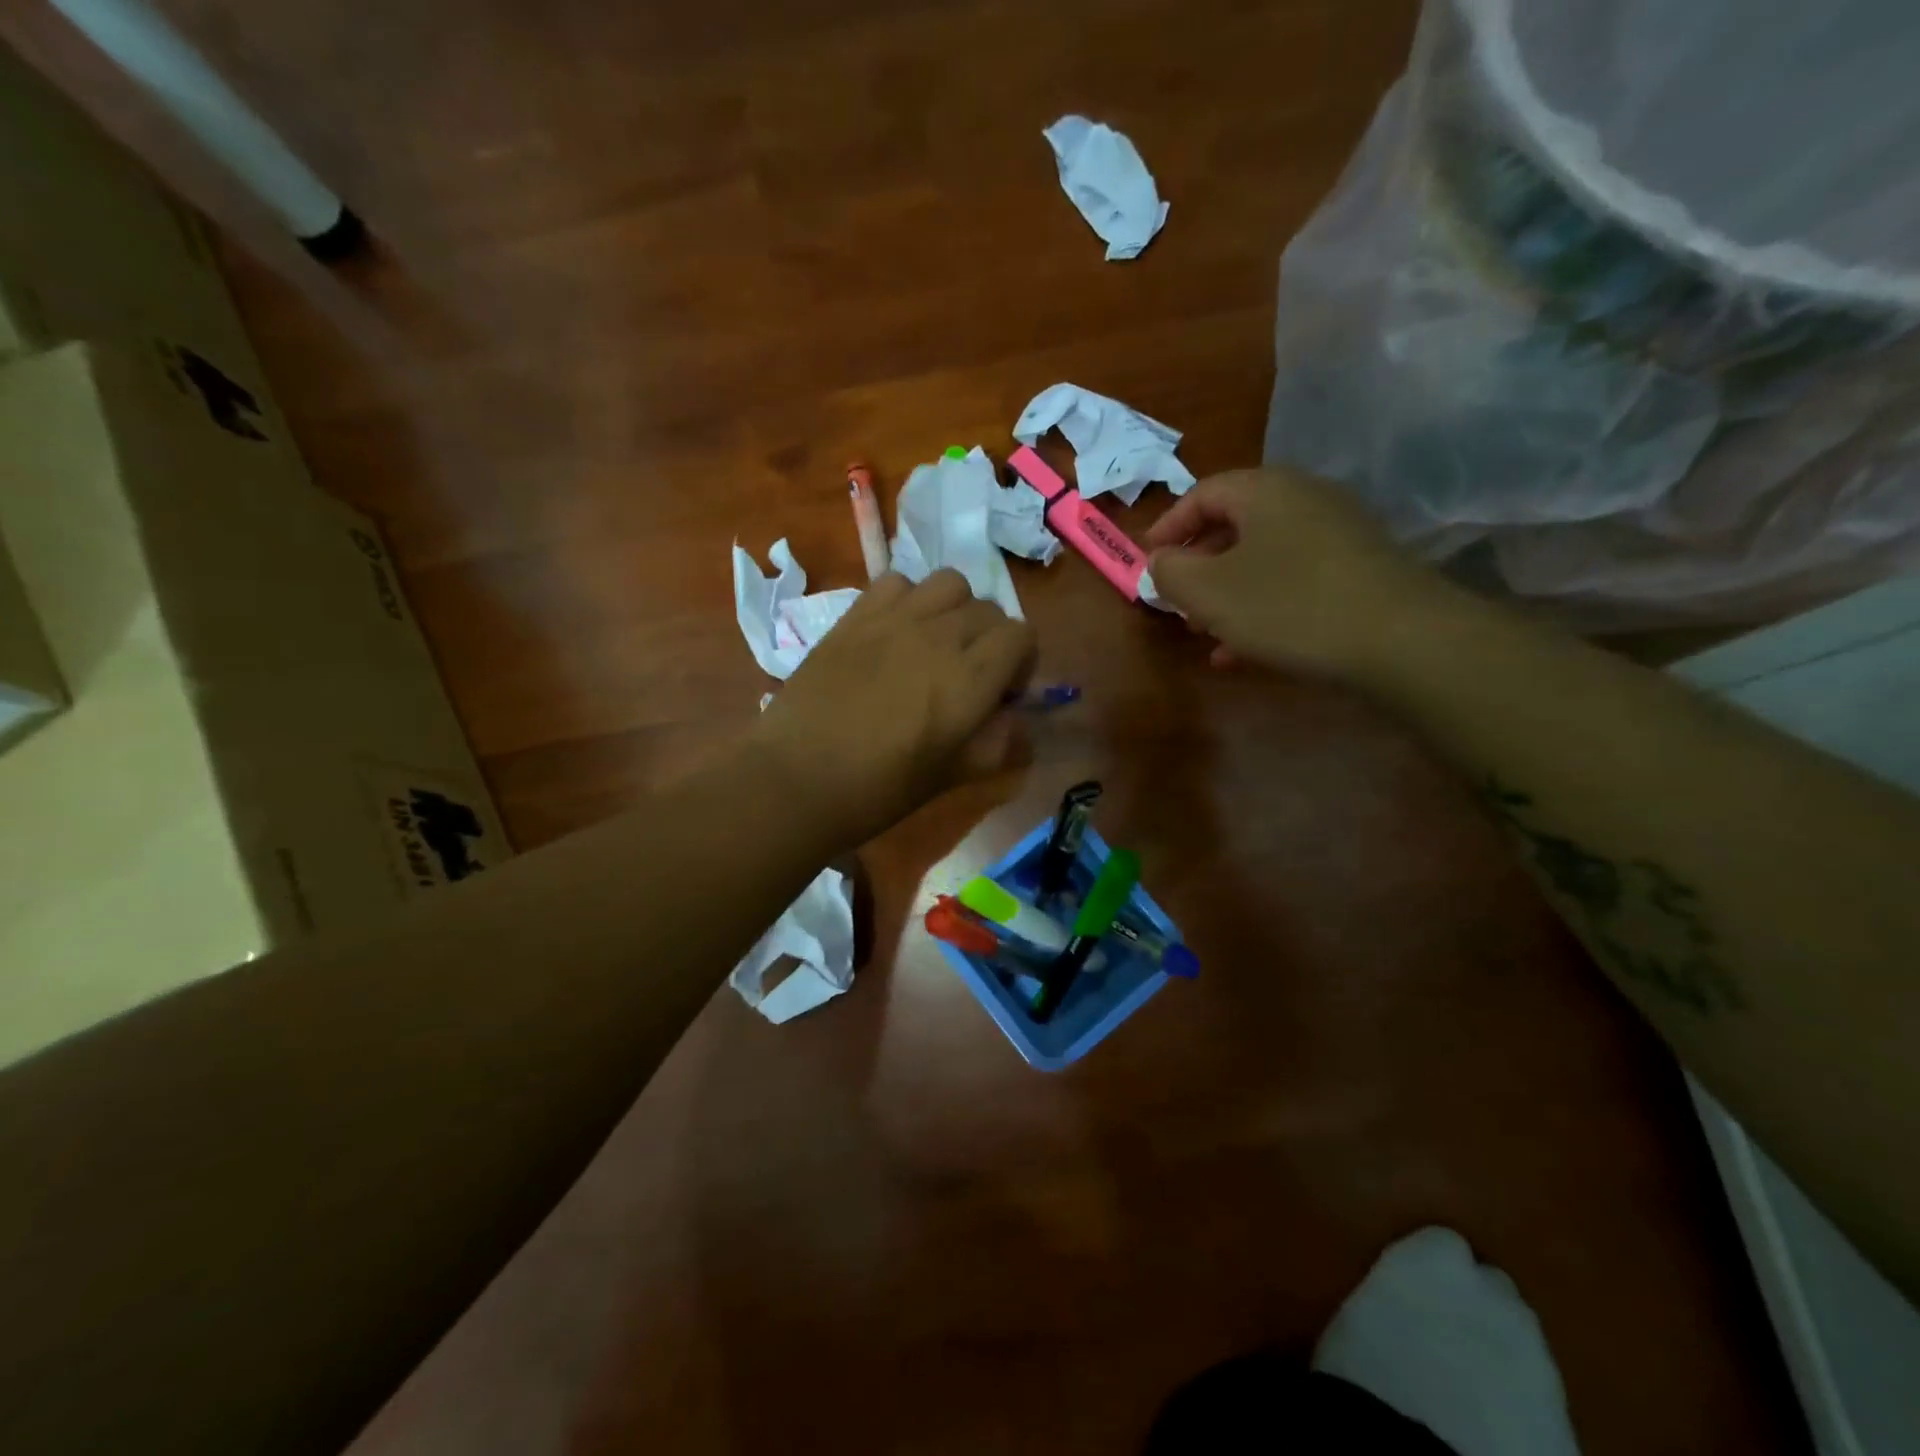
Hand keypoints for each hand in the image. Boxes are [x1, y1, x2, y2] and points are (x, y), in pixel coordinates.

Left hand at [754, 569, 1037, 850]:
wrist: (797, 778)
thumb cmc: (879, 790)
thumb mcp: (953, 776)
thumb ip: (997, 742)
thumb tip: (1013, 717)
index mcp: (970, 679)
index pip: (1021, 635)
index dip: (1021, 662)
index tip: (1001, 693)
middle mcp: (939, 636)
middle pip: (988, 609)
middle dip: (990, 639)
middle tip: (967, 674)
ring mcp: (894, 619)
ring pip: (949, 584)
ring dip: (954, 610)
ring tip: (935, 643)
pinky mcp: (855, 615)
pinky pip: (898, 582)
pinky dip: (909, 600)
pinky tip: (895, 633)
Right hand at [1145, 468, 1458, 681]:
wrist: (1401, 639)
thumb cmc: (1287, 605)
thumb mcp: (1208, 592)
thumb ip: (1170, 572)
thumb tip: (1160, 561)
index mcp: (1264, 490)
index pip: (1201, 493)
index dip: (1168, 527)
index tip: (1147, 563)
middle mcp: (1304, 499)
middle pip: (1234, 526)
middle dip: (1198, 567)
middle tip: (1177, 603)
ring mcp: (1337, 534)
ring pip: (1263, 559)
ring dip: (1227, 594)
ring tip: (1205, 634)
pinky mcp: (1359, 570)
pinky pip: (1294, 581)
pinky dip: (1262, 607)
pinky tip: (1245, 651)